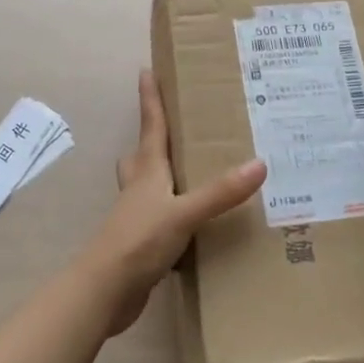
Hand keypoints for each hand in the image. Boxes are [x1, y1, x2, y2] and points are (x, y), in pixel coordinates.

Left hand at [79, 71, 266, 336]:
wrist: (104, 291)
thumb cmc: (138, 241)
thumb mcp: (184, 213)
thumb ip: (219, 192)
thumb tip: (259, 163)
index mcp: (147, 170)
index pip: (151, 125)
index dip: (150, 98)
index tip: (146, 71)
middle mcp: (140, 187)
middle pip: (143, 153)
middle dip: (155, 136)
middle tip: (177, 125)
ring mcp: (137, 216)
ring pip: (148, 185)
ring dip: (163, 175)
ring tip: (190, 171)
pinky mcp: (141, 242)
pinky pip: (159, 216)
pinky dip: (173, 211)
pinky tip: (194, 222)